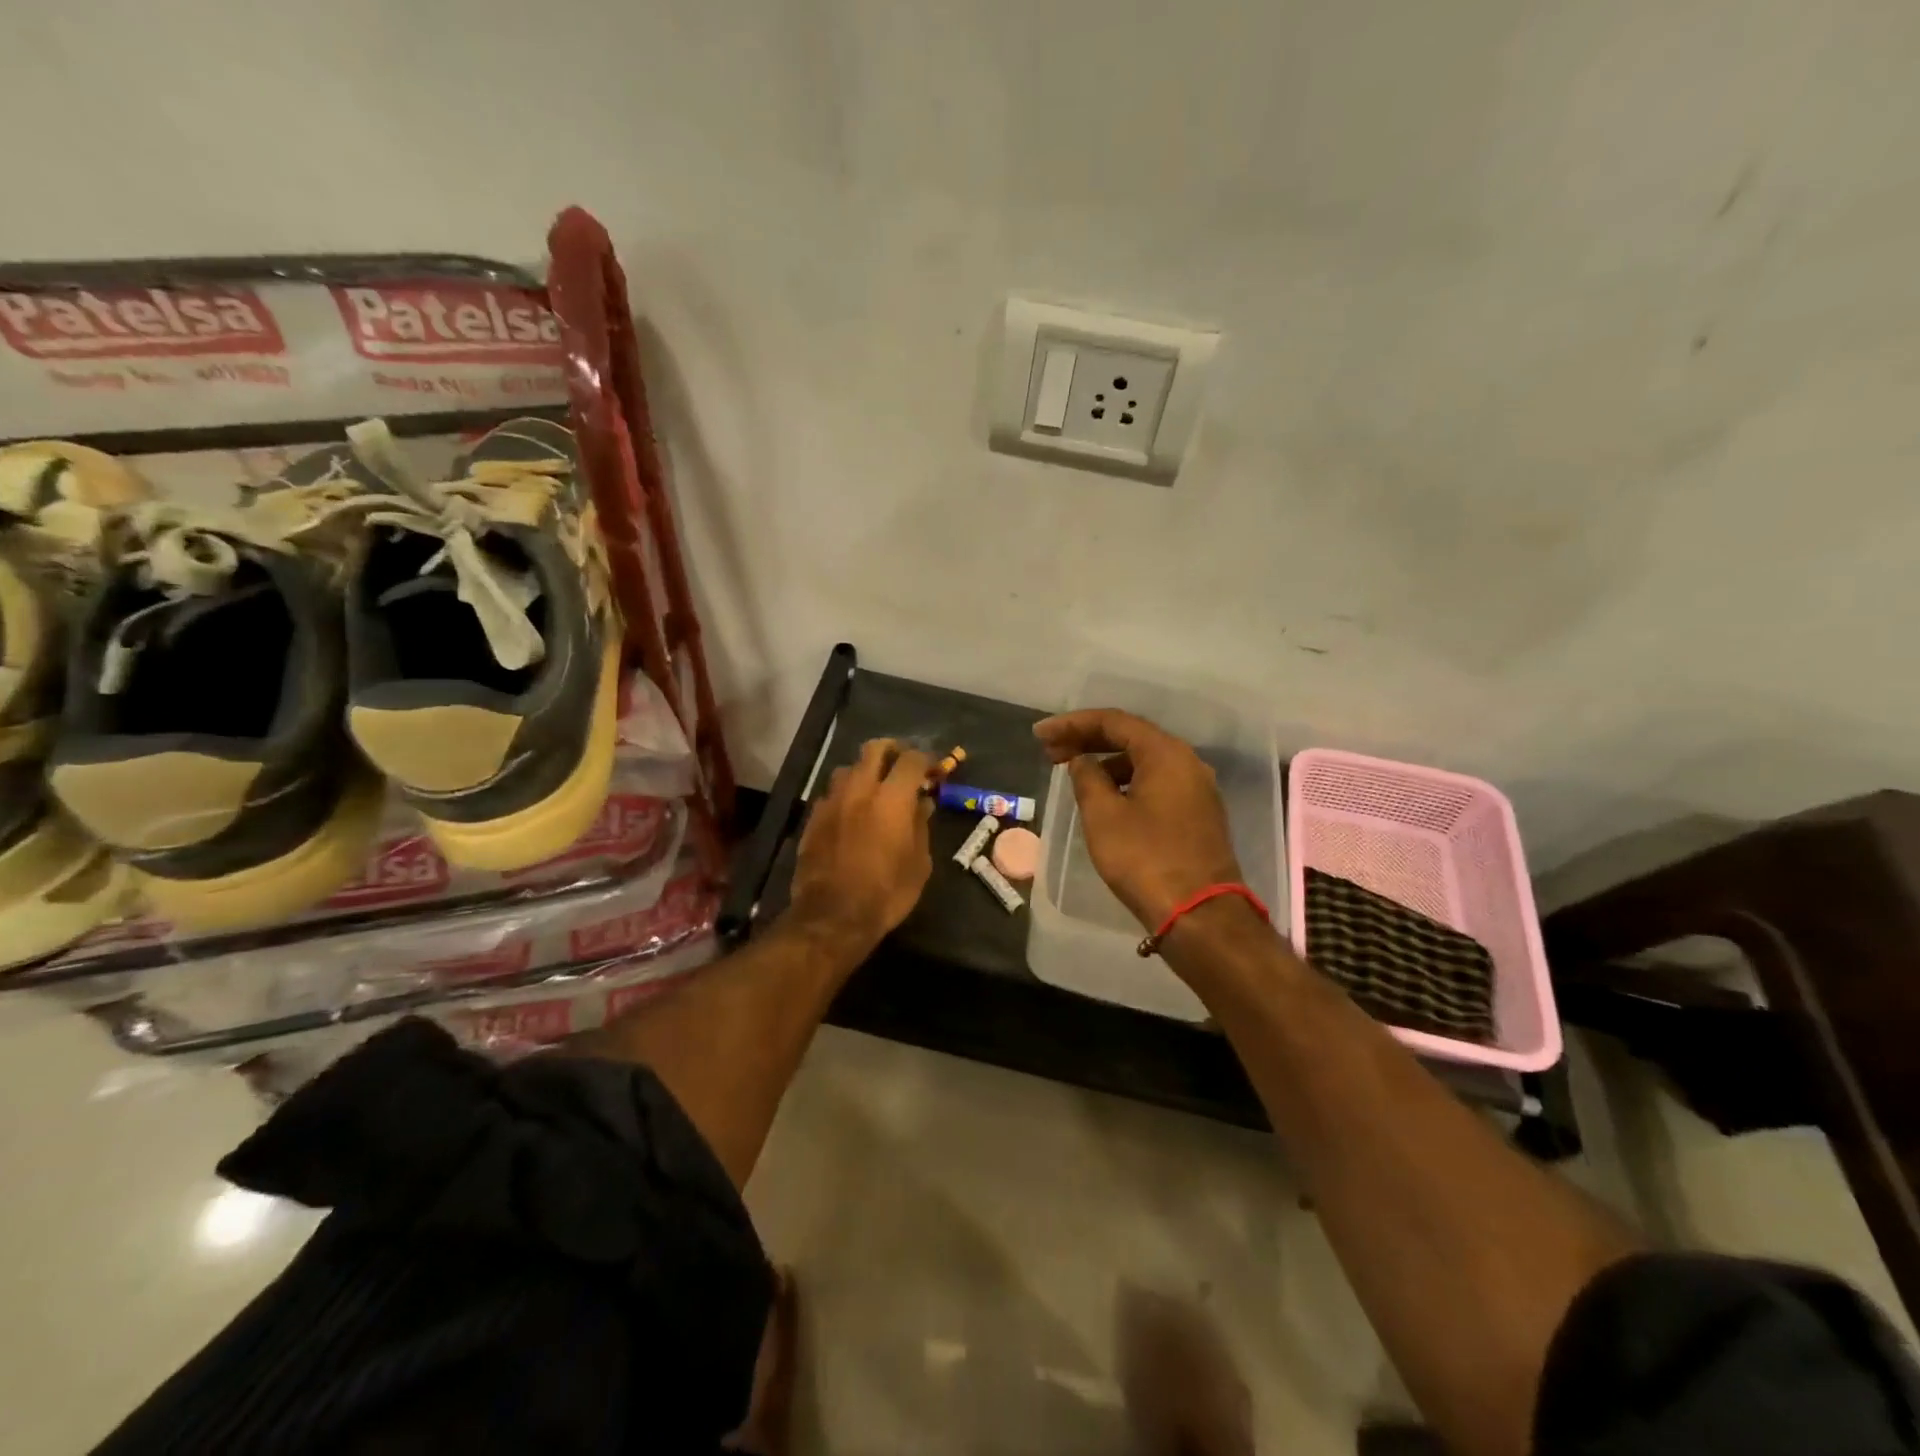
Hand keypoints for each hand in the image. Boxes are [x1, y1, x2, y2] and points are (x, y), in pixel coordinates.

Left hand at [788, 738, 933, 959]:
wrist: (832, 917)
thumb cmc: (886, 893)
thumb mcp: (918, 863)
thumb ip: (921, 826)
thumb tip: (922, 803)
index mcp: (892, 798)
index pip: (911, 759)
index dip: (926, 759)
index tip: (933, 770)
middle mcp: (860, 789)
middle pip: (874, 748)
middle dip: (892, 750)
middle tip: (902, 764)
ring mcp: (832, 801)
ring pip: (848, 768)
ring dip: (864, 771)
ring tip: (874, 789)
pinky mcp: (813, 818)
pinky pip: (832, 793)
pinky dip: (846, 795)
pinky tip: (852, 813)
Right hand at [1034, 709, 1243, 930]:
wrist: (1200, 914)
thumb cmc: (1145, 859)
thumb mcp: (1104, 816)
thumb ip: (1087, 778)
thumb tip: (1082, 761)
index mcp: (1166, 754)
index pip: (1114, 722)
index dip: (1072, 724)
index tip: (1040, 735)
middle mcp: (1187, 763)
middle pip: (1131, 737)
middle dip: (1087, 740)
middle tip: (1050, 751)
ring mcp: (1196, 790)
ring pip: (1144, 762)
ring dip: (1106, 762)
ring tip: (1073, 773)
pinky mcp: (1197, 815)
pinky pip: (1156, 783)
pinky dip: (1126, 781)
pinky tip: (1105, 797)